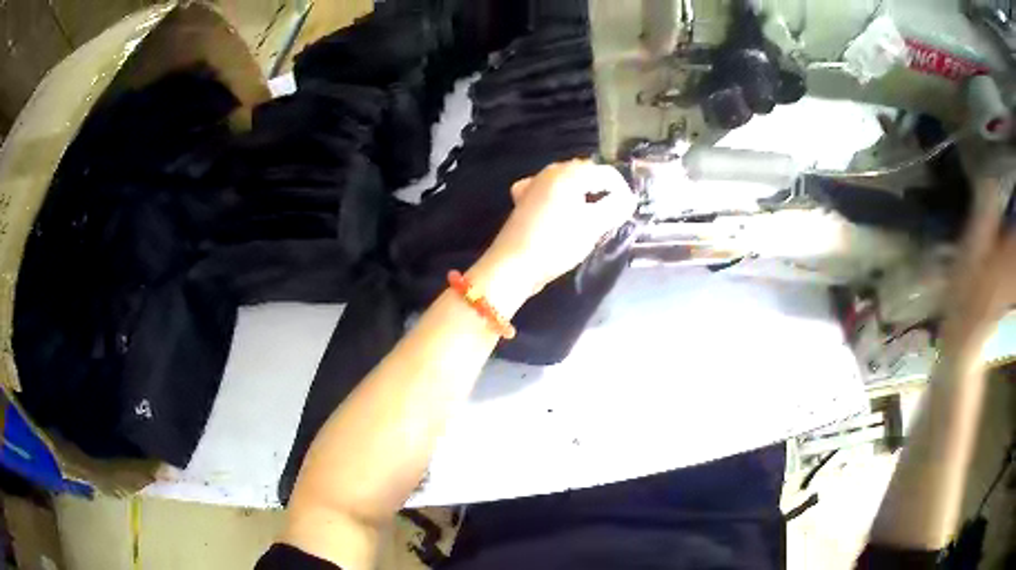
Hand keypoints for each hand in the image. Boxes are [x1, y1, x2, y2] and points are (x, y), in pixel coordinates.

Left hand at [478, 160, 635, 296]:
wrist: (513, 265)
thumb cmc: (556, 243)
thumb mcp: (593, 226)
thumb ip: (615, 207)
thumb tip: (628, 199)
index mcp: (569, 173)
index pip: (606, 172)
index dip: (622, 190)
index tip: (629, 211)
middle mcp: (550, 172)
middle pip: (586, 174)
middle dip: (603, 191)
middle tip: (614, 214)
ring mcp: (534, 185)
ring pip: (569, 183)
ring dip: (585, 196)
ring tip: (593, 217)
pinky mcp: (525, 201)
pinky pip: (552, 193)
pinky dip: (563, 200)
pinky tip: (564, 213)